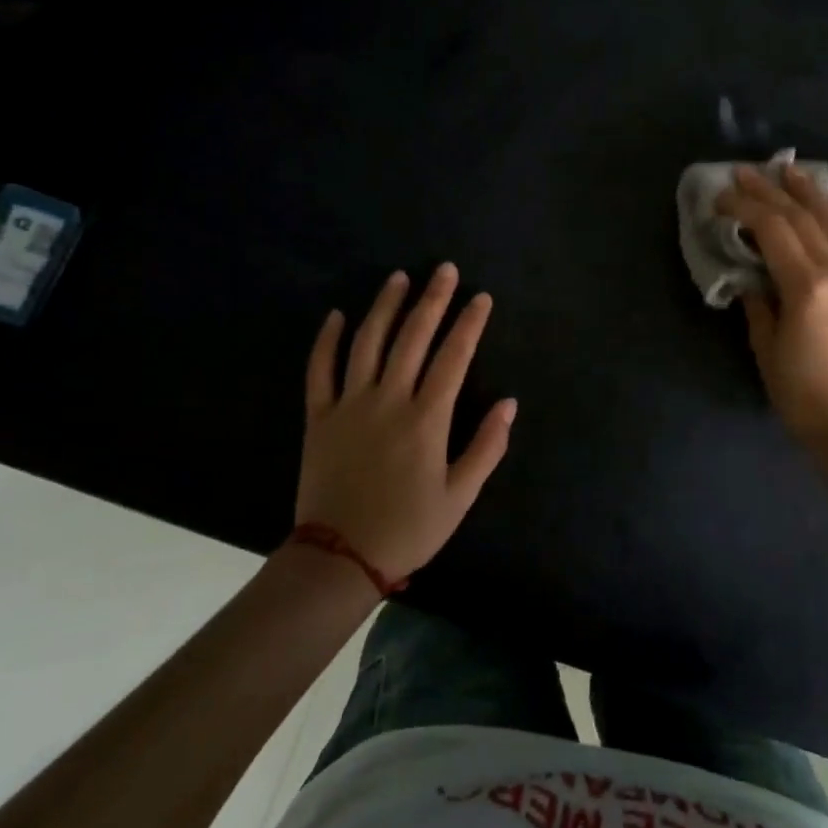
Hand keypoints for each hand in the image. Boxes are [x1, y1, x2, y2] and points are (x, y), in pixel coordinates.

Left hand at [297, 263, 515, 582]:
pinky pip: (319, 370)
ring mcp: (349, 405)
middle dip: (432, 300)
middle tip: (445, 269)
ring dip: (384, 306)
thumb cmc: (408, 528)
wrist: (339, 558)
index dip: (469, 324)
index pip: (453, 358)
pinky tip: (337, 315)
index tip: (481, 297)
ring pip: (367, 343)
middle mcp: (388, 401)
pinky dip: (327, 341)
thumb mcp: (460, 497)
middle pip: (413, 338)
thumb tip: (509, 403)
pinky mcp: (318, 418)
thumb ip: (486, 447)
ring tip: (399, 277)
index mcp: (426, 419)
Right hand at [716, 164, 827, 449]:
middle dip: (771, 191)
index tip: (722, 197)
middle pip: (803, 218)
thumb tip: (751, 279)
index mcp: (807, 287)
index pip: (773, 230)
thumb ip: (758, 305)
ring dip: (811, 193)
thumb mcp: (766, 349)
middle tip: (747, 172)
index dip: (745, 207)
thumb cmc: (803, 393)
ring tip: (791, 171)